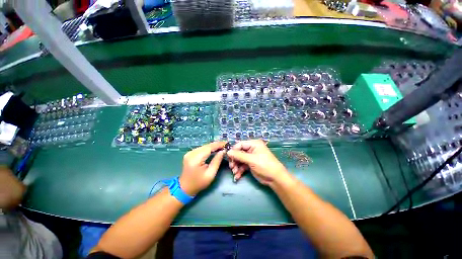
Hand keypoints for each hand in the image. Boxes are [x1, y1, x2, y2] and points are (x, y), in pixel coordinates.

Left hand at [179, 141, 225, 195]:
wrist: (185, 188)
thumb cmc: (199, 183)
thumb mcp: (210, 174)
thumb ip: (217, 161)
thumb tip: (223, 151)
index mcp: (196, 159)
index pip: (209, 148)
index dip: (218, 144)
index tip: (226, 143)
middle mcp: (191, 153)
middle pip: (206, 146)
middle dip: (216, 145)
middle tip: (225, 145)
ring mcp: (189, 153)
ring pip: (204, 146)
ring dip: (213, 146)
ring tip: (221, 147)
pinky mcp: (190, 153)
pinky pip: (201, 148)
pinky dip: (209, 148)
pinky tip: (214, 149)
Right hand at [227, 140, 289, 185]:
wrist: (275, 178)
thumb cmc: (265, 165)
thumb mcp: (251, 159)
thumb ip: (239, 155)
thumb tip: (228, 152)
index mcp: (254, 144)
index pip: (240, 144)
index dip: (233, 150)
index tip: (228, 157)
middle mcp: (252, 149)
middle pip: (239, 152)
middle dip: (235, 160)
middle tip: (231, 167)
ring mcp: (251, 157)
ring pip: (239, 160)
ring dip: (236, 166)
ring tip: (235, 173)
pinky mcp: (250, 164)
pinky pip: (242, 166)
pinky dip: (239, 171)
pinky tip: (237, 176)